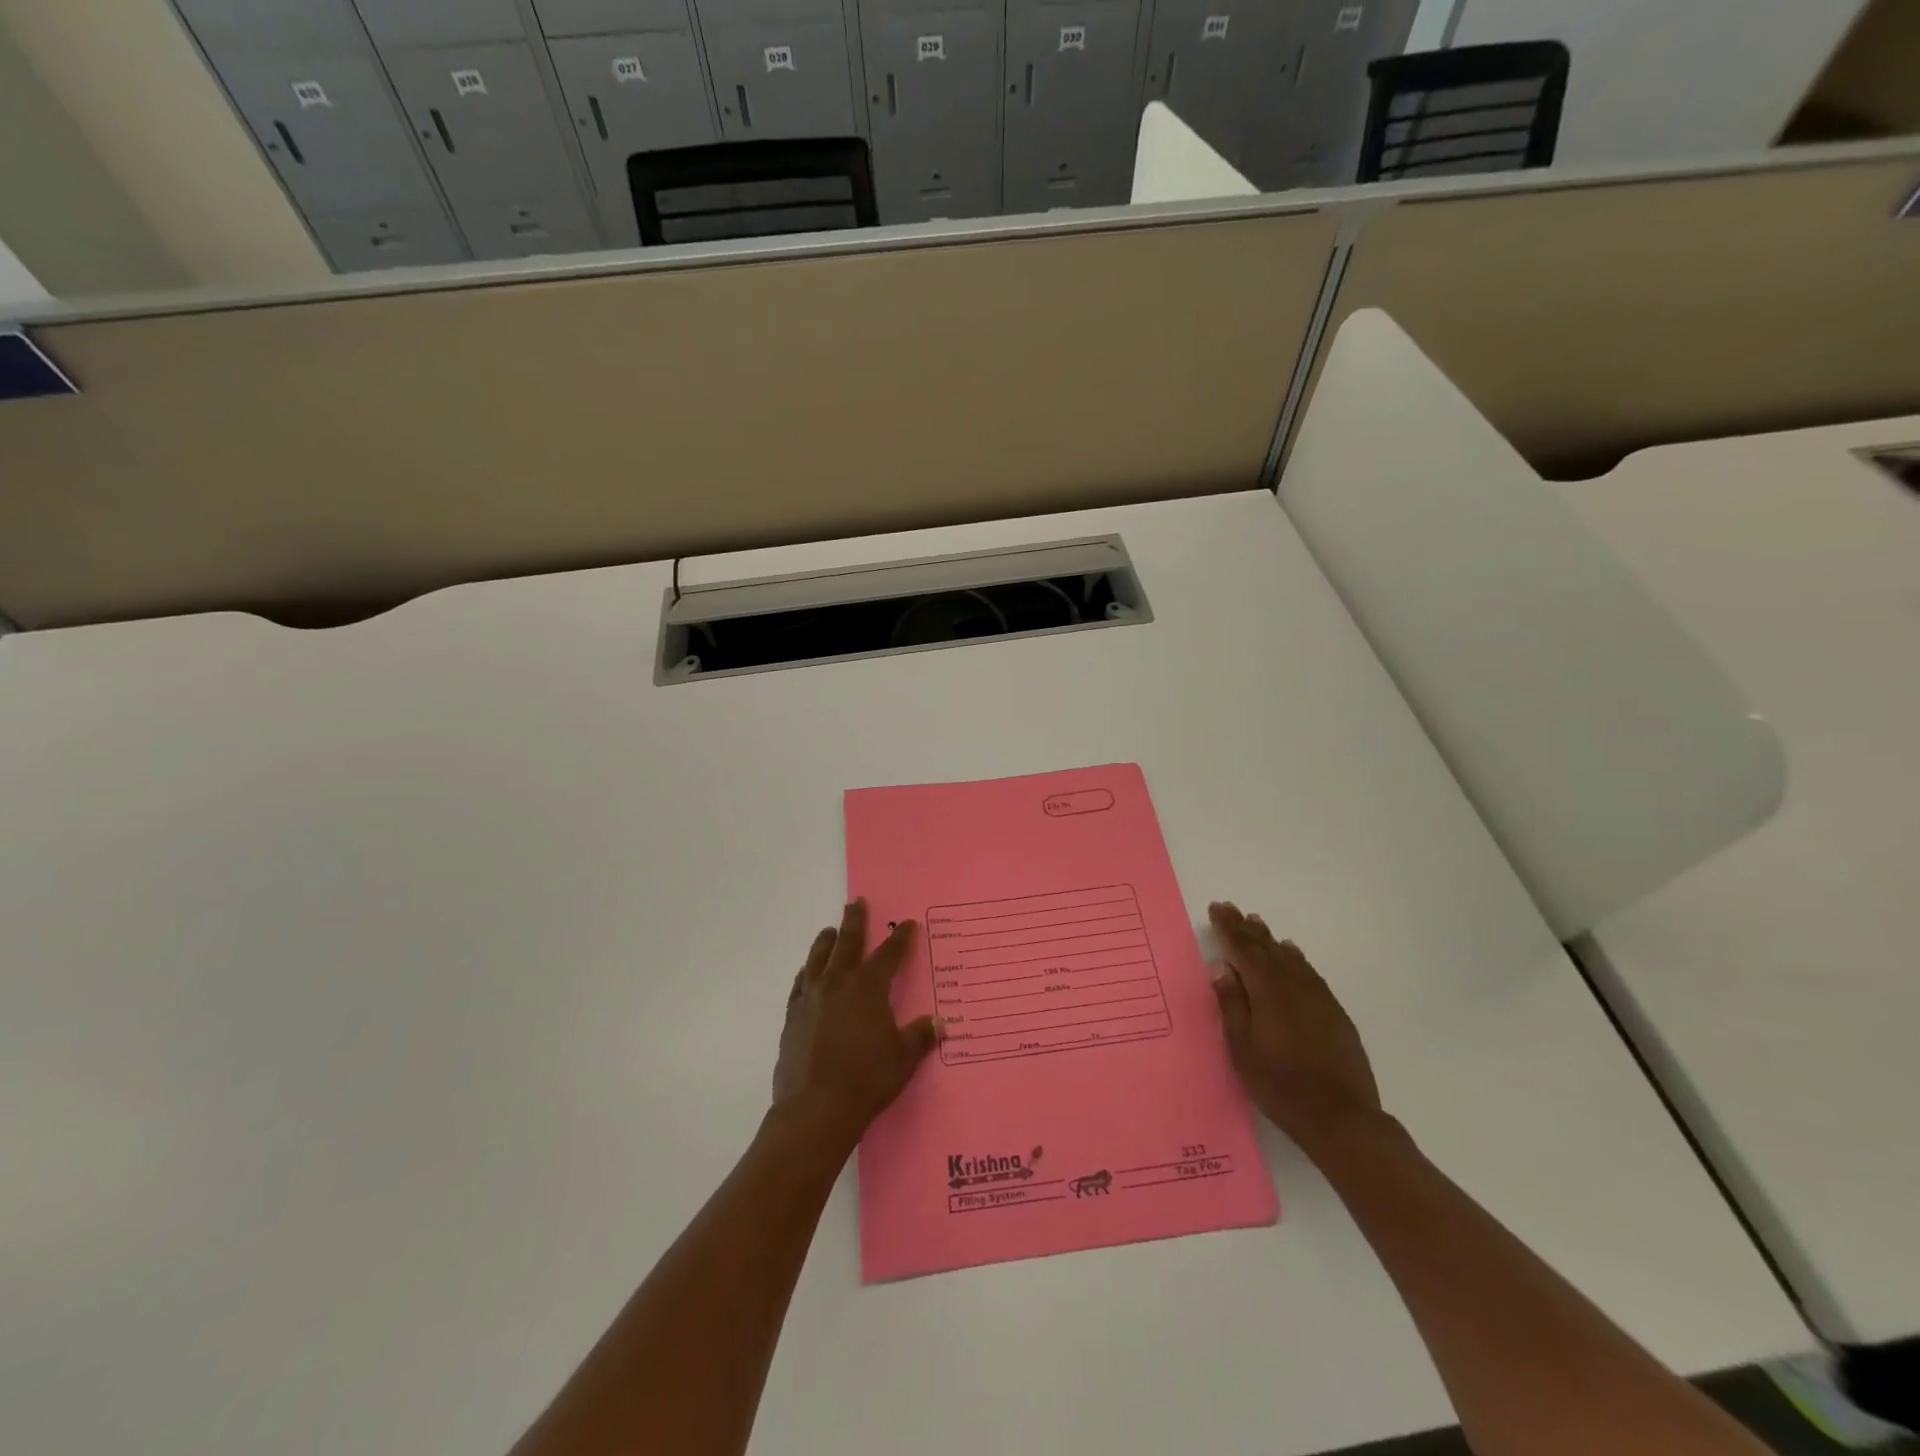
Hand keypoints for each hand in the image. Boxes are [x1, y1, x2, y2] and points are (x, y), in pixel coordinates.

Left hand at [772, 899, 938, 1148]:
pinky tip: (806, 974)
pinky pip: (799, 986)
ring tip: (829, 931)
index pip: (889, 954)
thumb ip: (920, 1036)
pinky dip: (805, 974)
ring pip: (818, 959)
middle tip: (856, 902)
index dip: (900, 938)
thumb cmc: (867, 1080)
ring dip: (826, 942)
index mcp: (868, 988)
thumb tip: (940, 1023)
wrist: (816, 1109)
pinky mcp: (792, 1018)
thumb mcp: (903, 1058)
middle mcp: (838, 984)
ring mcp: (810, 999)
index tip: (906, 924)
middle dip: (855, 921)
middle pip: (848, 943)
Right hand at [1209, 902, 1383, 1158]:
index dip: (1229, 928)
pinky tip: (1292, 955)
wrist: (1341, 1117)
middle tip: (1232, 910)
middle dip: (1247, 928)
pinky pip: (1309, 972)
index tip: (1218, 908)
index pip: (1244, 949)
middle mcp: (1294, 984)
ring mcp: (1318, 997)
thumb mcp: (1242, 1049)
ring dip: (1271, 940)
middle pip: (1267, 948)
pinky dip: (1295, 958)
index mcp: (1267, 990)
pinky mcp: (1334, 1011)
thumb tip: (1223, 967)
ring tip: (1257, 925)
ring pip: (1290, 957)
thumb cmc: (1280, 1085)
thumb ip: (1232, 1004)